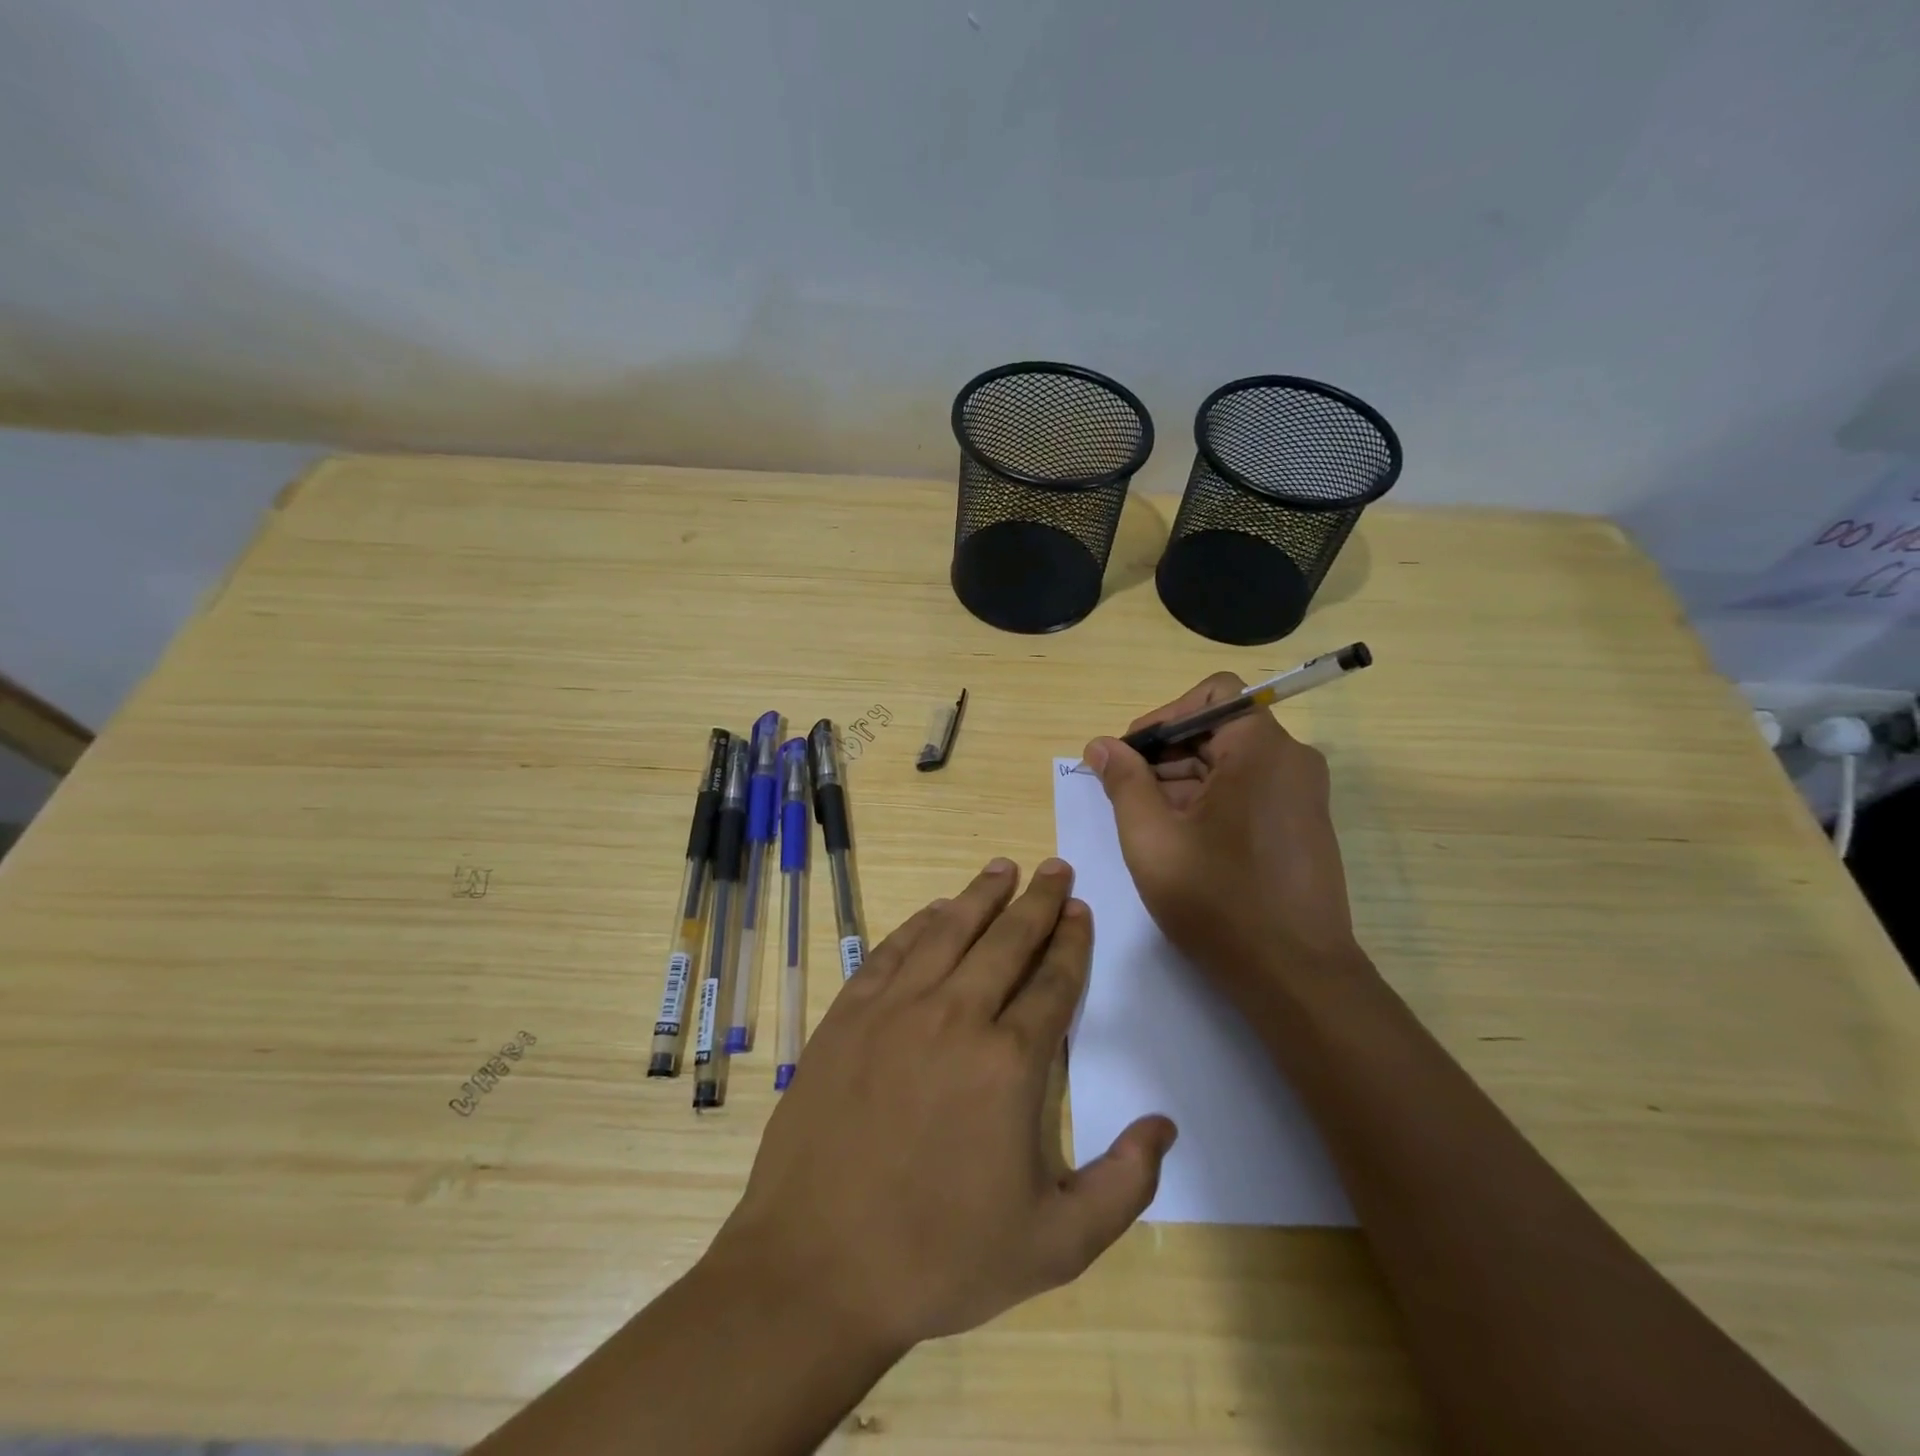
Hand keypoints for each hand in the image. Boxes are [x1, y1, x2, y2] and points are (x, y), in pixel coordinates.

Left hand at [706, 859, 1176, 1355]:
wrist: (817, 1265)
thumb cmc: (940, 1257)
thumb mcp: (1054, 1246)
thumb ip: (1124, 1185)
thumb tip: (1164, 1125)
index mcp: (1010, 1063)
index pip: (1053, 982)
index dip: (1071, 941)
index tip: (1081, 910)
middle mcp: (956, 1016)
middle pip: (1007, 941)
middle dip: (1039, 901)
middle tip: (1056, 868)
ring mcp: (896, 1009)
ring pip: (949, 931)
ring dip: (981, 895)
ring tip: (1004, 866)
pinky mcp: (849, 1014)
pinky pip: (893, 950)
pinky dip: (919, 923)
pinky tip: (935, 911)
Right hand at [1084, 672, 1363, 1002]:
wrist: (1295, 977)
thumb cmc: (1218, 902)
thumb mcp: (1152, 839)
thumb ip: (1123, 782)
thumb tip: (1101, 745)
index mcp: (1261, 749)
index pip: (1210, 695)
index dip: (1162, 717)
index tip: (1129, 758)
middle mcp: (1291, 759)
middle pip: (1218, 728)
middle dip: (1165, 754)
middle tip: (1125, 796)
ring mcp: (1302, 793)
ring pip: (1231, 762)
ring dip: (1182, 781)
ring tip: (1148, 826)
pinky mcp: (1302, 823)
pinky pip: (1249, 789)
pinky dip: (1210, 801)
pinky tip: (1181, 841)